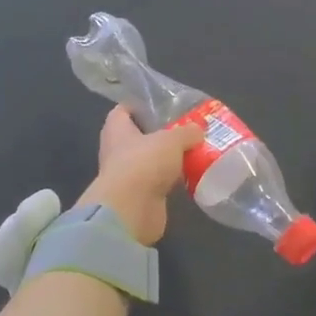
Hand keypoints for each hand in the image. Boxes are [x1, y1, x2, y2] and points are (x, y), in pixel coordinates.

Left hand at [75, 106, 203, 245]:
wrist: (131, 210)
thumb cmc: (144, 163)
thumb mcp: (171, 140)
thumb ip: (186, 132)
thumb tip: (198, 130)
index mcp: (117, 130)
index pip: (123, 111)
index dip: (140, 106)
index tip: (162, 104)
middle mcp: (118, 151)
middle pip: (140, 136)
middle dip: (162, 133)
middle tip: (187, 128)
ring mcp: (128, 175)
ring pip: (152, 160)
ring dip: (170, 158)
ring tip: (196, 150)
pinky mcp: (141, 196)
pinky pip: (159, 181)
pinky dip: (173, 179)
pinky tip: (193, 174)